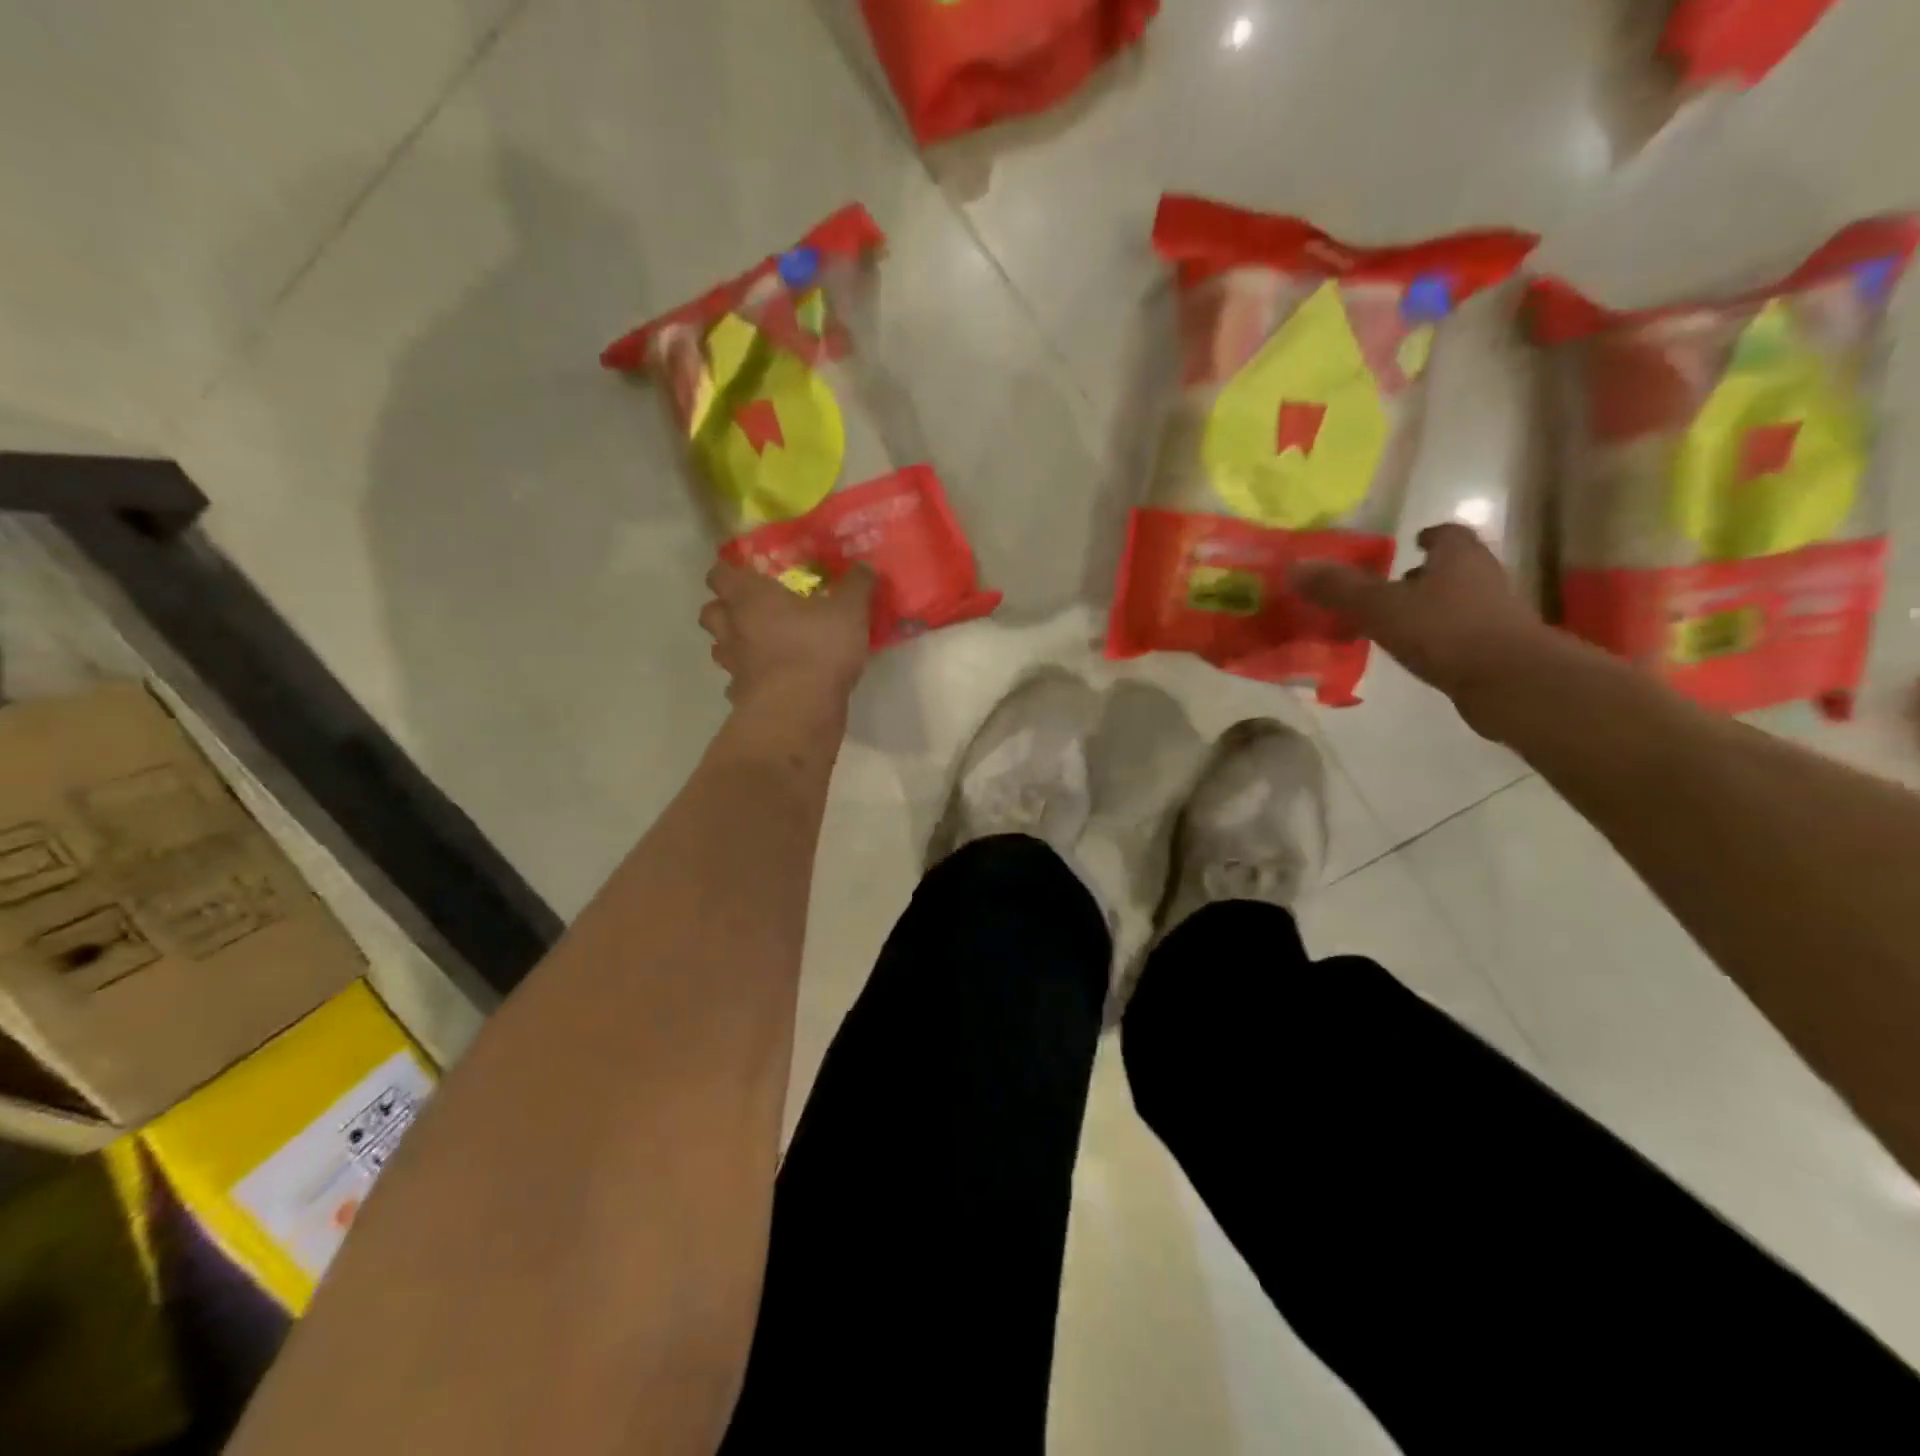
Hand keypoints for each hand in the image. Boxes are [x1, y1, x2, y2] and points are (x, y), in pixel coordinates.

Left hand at [699, 560, 876, 716]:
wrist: (798, 712)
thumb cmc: (817, 649)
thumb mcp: (849, 612)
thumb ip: (856, 587)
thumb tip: (865, 566)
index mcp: (751, 598)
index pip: (720, 574)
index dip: (727, 570)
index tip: (744, 572)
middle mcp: (733, 628)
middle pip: (710, 612)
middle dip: (724, 608)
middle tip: (749, 610)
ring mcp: (733, 666)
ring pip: (719, 648)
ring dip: (733, 644)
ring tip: (758, 646)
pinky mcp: (741, 697)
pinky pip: (737, 684)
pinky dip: (748, 681)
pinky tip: (768, 683)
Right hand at [1292, 524, 1561, 716]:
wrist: (1509, 680)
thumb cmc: (1444, 630)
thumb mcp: (1379, 606)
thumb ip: (1338, 588)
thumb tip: (1294, 567)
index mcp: (1458, 557)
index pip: (1448, 533)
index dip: (1429, 535)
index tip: (1411, 541)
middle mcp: (1483, 577)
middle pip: (1453, 567)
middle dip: (1424, 573)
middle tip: (1391, 585)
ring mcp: (1495, 614)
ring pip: (1457, 600)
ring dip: (1430, 606)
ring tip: (1395, 622)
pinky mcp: (1497, 647)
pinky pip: (1461, 633)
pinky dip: (1438, 636)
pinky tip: (1415, 653)